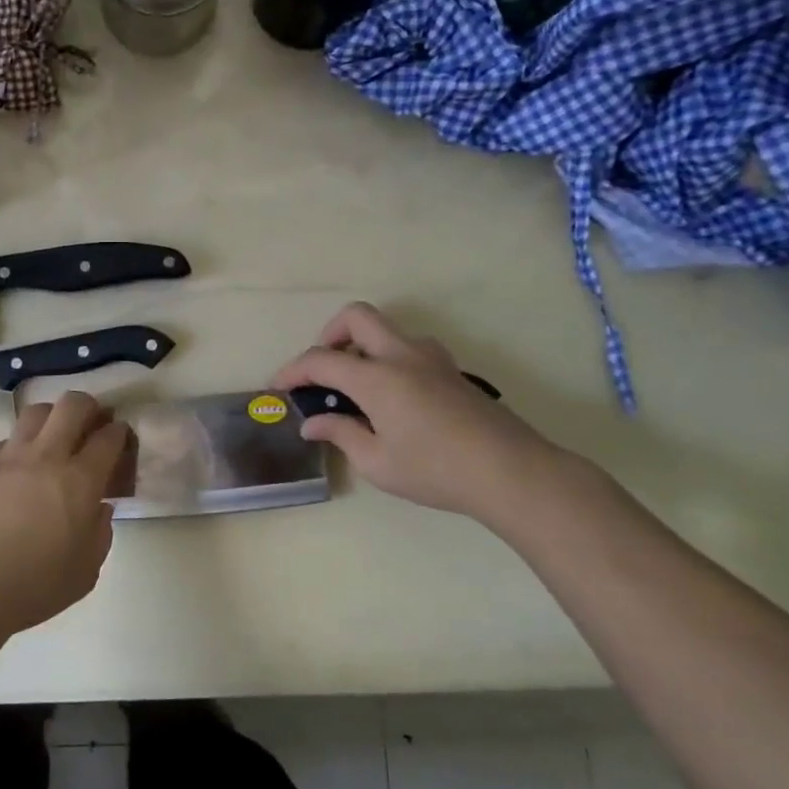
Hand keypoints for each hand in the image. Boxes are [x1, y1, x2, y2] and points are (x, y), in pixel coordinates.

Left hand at [0, 390, 129, 635]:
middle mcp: (47, 455)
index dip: (120, 433)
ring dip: (52, 418)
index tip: (121, 439)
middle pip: (73, 405)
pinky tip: (18, 468)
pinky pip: (7, 440)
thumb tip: (99, 509)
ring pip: (37, 412)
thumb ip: (99, 534)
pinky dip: (20, 446)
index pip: (109, 437)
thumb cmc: (32, 586)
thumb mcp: (84, 572)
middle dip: (89, 408)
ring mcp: (10, 455)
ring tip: (54, 436)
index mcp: (80, 480)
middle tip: (91, 425)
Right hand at [273, 302, 574, 525]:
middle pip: (356, 316)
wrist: (510, 471)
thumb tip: (312, 423)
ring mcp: (430, 358)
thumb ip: (341, 434)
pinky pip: (409, 346)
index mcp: (376, 377)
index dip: (293, 370)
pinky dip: (389, 357)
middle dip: (330, 334)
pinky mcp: (451, 369)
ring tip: (358, 385)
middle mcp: (400, 354)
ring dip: (363, 344)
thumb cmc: (435, 470)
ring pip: (387, 328)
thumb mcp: (377, 462)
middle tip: (325, 369)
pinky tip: (394, 395)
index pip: (321, 359)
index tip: (279, 386)